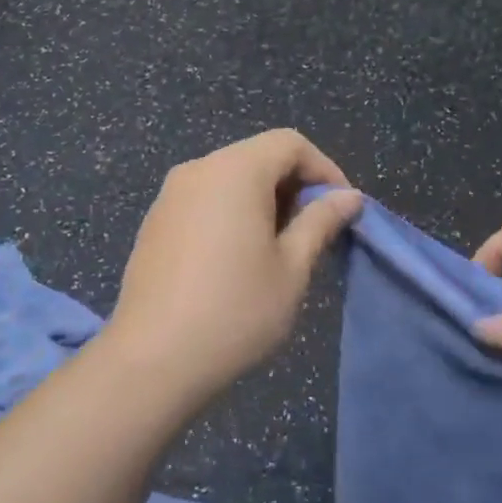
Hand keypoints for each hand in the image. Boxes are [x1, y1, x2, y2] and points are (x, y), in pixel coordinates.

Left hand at [103, 130, 361, 407]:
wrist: (153, 358)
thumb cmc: (235, 310)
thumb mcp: (292, 268)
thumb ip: (320, 222)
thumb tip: (348, 196)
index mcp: (235, 171)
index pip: (289, 144)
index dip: (324, 169)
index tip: (341, 210)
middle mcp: (197, 170)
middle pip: (257, 157)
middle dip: (293, 186)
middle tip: (314, 233)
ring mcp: (169, 196)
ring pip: (229, 179)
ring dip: (262, 201)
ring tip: (279, 249)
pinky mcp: (154, 223)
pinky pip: (203, 200)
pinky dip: (231, 213)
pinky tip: (237, 259)